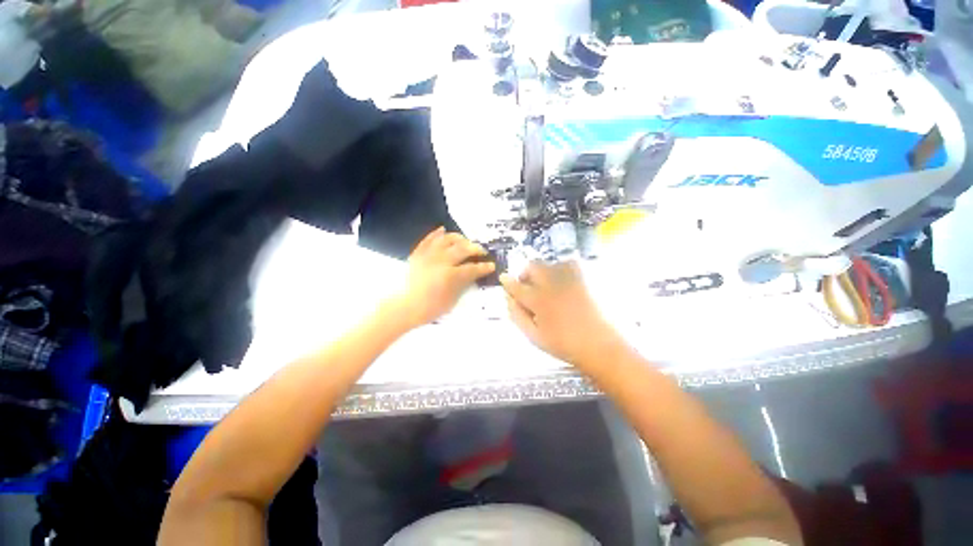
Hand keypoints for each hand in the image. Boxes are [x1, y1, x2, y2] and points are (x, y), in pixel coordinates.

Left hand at [392, 227, 494, 327]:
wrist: (405, 307)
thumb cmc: (431, 308)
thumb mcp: (452, 300)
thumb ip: (463, 284)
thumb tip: (472, 275)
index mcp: (451, 275)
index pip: (473, 268)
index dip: (484, 267)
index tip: (492, 265)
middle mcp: (441, 261)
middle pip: (462, 249)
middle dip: (475, 248)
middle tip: (481, 251)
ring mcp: (428, 255)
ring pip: (446, 239)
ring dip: (458, 238)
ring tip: (464, 240)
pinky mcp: (418, 254)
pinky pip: (427, 239)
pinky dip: (436, 234)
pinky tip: (443, 230)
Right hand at [500, 261, 627, 370]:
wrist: (599, 346)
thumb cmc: (563, 344)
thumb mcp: (533, 336)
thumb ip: (517, 315)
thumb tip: (508, 299)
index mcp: (538, 301)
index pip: (517, 286)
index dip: (507, 281)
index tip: (503, 278)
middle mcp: (553, 284)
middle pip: (533, 267)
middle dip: (525, 273)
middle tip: (527, 285)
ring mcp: (570, 279)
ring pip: (550, 263)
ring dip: (543, 271)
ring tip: (545, 284)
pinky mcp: (585, 279)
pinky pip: (569, 264)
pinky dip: (561, 269)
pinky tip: (563, 281)